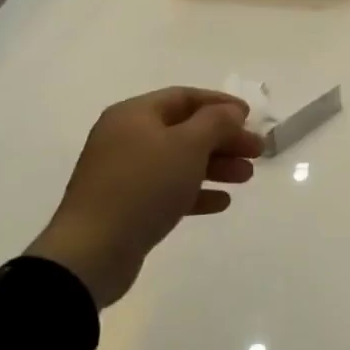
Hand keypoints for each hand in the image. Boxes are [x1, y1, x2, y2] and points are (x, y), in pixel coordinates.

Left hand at [26, 87, 263, 308]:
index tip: (250, 118)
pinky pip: (168, 190)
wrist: (92, 252)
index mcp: (135, 115)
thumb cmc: (143, 186)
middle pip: (185, 129)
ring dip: (215, 166)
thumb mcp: (188, 145)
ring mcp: (124, 174)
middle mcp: (126, 138)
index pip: (185, 97)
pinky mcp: (126, 206)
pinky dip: (196, 192)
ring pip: (179, 161)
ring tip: (246, 177)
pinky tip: (221, 202)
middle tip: (257, 152)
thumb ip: (216, 122)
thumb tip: (231, 112)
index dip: (221, 104)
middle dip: (224, 139)